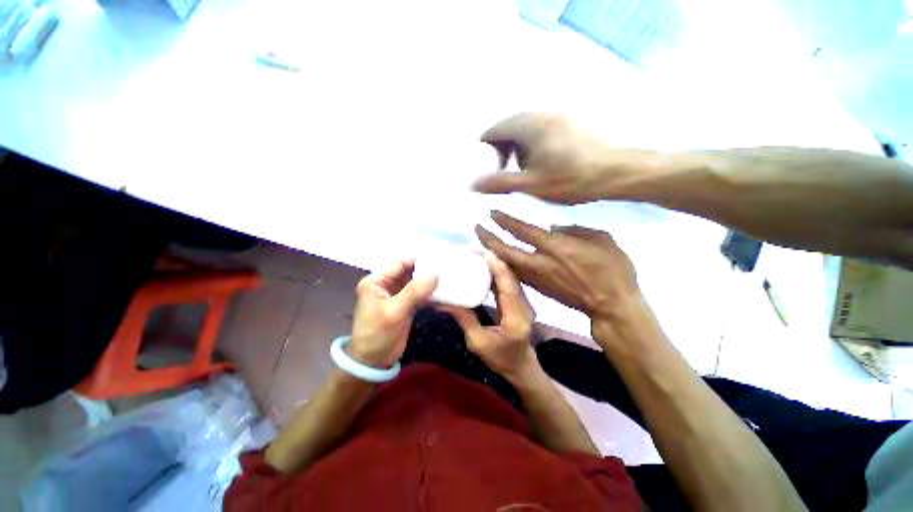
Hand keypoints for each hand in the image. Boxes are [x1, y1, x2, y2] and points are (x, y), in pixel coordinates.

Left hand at [350, 259, 437, 367]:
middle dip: (427, 269)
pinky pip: (418, 293)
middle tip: (447, 268)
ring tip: (448, 277)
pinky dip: (429, 292)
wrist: (373, 363)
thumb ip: (414, 291)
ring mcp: (396, 294)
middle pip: (409, 270)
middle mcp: (386, 284)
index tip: (440, 259)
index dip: (419, 259)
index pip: (400, 262)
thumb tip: (435, 273)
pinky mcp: (404, 304)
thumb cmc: (378, 335)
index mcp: (377, 281)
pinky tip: (442, 290)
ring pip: (415, 281)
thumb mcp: (395, 312)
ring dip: (429, 281)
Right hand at [442, 252, 536, 378]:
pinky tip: (486, 268)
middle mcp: (525, 307)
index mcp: (515, 319)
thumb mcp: (477, 342)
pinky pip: (510, 283)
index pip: (508, 288)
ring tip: (479, 256)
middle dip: (496, 262)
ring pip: (512, 279)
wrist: (521, 366)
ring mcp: (525, 304)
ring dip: (498, 266)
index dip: (498, 269)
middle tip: (477, 251)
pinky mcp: (521, 302)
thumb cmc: (499, 358)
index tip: (485, 254)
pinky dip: (499, 274)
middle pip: (512, 279)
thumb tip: (444, 301)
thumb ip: (464, 319)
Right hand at [473, 112, 661, 203]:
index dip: (486, 152)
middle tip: (508, 174)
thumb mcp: (530, 184)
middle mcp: (539, 113)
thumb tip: (471, 184)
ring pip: (523, 130)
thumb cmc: (570, 178)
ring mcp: (555, 115)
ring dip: (517, 150)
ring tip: (526, 171)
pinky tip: (543, 163)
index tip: (492, 171)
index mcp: (527, 125)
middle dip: (502, 152)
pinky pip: (538, 130)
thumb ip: (499, 183)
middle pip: (506, 129)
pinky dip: (532, 146)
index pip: (492, 132)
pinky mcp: (567, 122)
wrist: (614, 172)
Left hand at [476, 211, 641, 329]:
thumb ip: (574, 230)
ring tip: (480, 242)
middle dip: (488, 238)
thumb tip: (551, 228)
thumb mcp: (601, 239)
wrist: (611, 305)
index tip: (491, 213)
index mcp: (557, 247)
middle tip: (476, 228)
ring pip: (505, 264)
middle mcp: (540, 263)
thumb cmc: (613, 270)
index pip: (523, 231)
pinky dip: (502, 266)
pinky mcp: (538, 288)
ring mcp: (536, 278)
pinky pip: (514, 274)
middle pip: (505, 250)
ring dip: (491, 253)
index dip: (505, 221)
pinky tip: (495, 260)